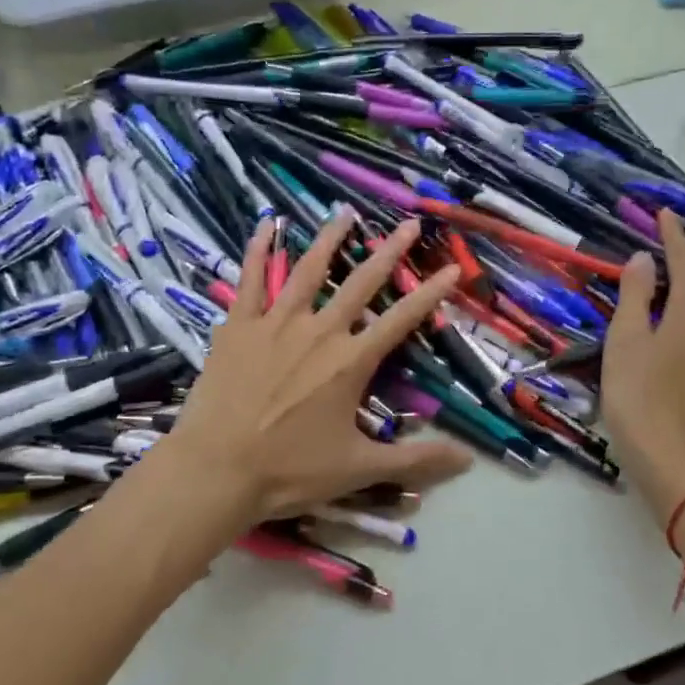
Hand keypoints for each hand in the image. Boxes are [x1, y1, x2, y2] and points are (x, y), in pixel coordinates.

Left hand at [155, 209, 474, 530]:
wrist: (216, 470)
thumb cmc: (290, 470)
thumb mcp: (359, 468)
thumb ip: (415, 459)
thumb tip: (467, 460)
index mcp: (350, 362)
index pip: (401, 320)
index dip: (430, 294)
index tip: (451, 269)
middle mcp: (319, 332)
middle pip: (361, 283)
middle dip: (389, 252)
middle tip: (410, 225)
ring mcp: (275, 324)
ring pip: (307, 270)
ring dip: (330, 239)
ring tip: (345, 213)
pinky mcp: (238, 326)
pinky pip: (250, 279)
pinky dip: (257, 250)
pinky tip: (265, 224)